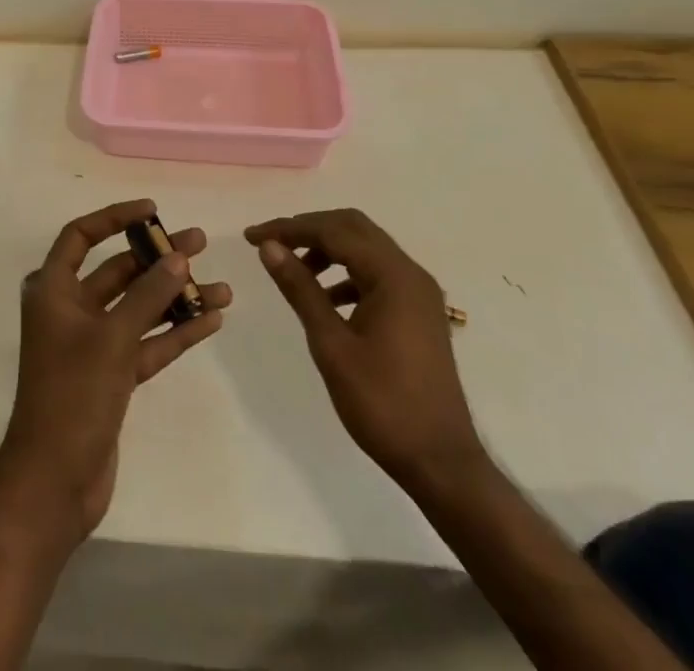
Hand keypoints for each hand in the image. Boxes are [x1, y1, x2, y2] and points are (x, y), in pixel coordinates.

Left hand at [0, 199, 230, 544]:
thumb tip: (177, 256)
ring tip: (223, 288)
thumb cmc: (72, 395)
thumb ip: (147, 296)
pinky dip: (174, 332)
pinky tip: (210, 320)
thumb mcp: (111, 338)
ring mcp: (92, 345)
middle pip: (118, 271)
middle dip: (158, 259)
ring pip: (139, 309)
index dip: (115, 217)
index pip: (81, 235)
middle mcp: (70, 310)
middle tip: (201, 244)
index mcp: (53, 289)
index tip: (153, 211)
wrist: (54, 482)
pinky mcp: (111, 377)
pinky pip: (147, 343)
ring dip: (176, 298)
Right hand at [246, 208, 484, 490]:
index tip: (251, 237)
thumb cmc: (383, 404)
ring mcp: (419, 293)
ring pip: (365, 248)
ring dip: (328, 249)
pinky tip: (325, 298)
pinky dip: (347, 272)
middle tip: (272, 245)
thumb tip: (270, 247)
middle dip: (308, 230)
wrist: (442, 464)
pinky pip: (377, 273)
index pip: (332, 231)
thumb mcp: (332, 345)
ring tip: (294, 272)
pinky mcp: (419, 312)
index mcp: (393, 276)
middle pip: (352, 228)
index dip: (288, 228)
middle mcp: (410, 273)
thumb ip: (300, 289)